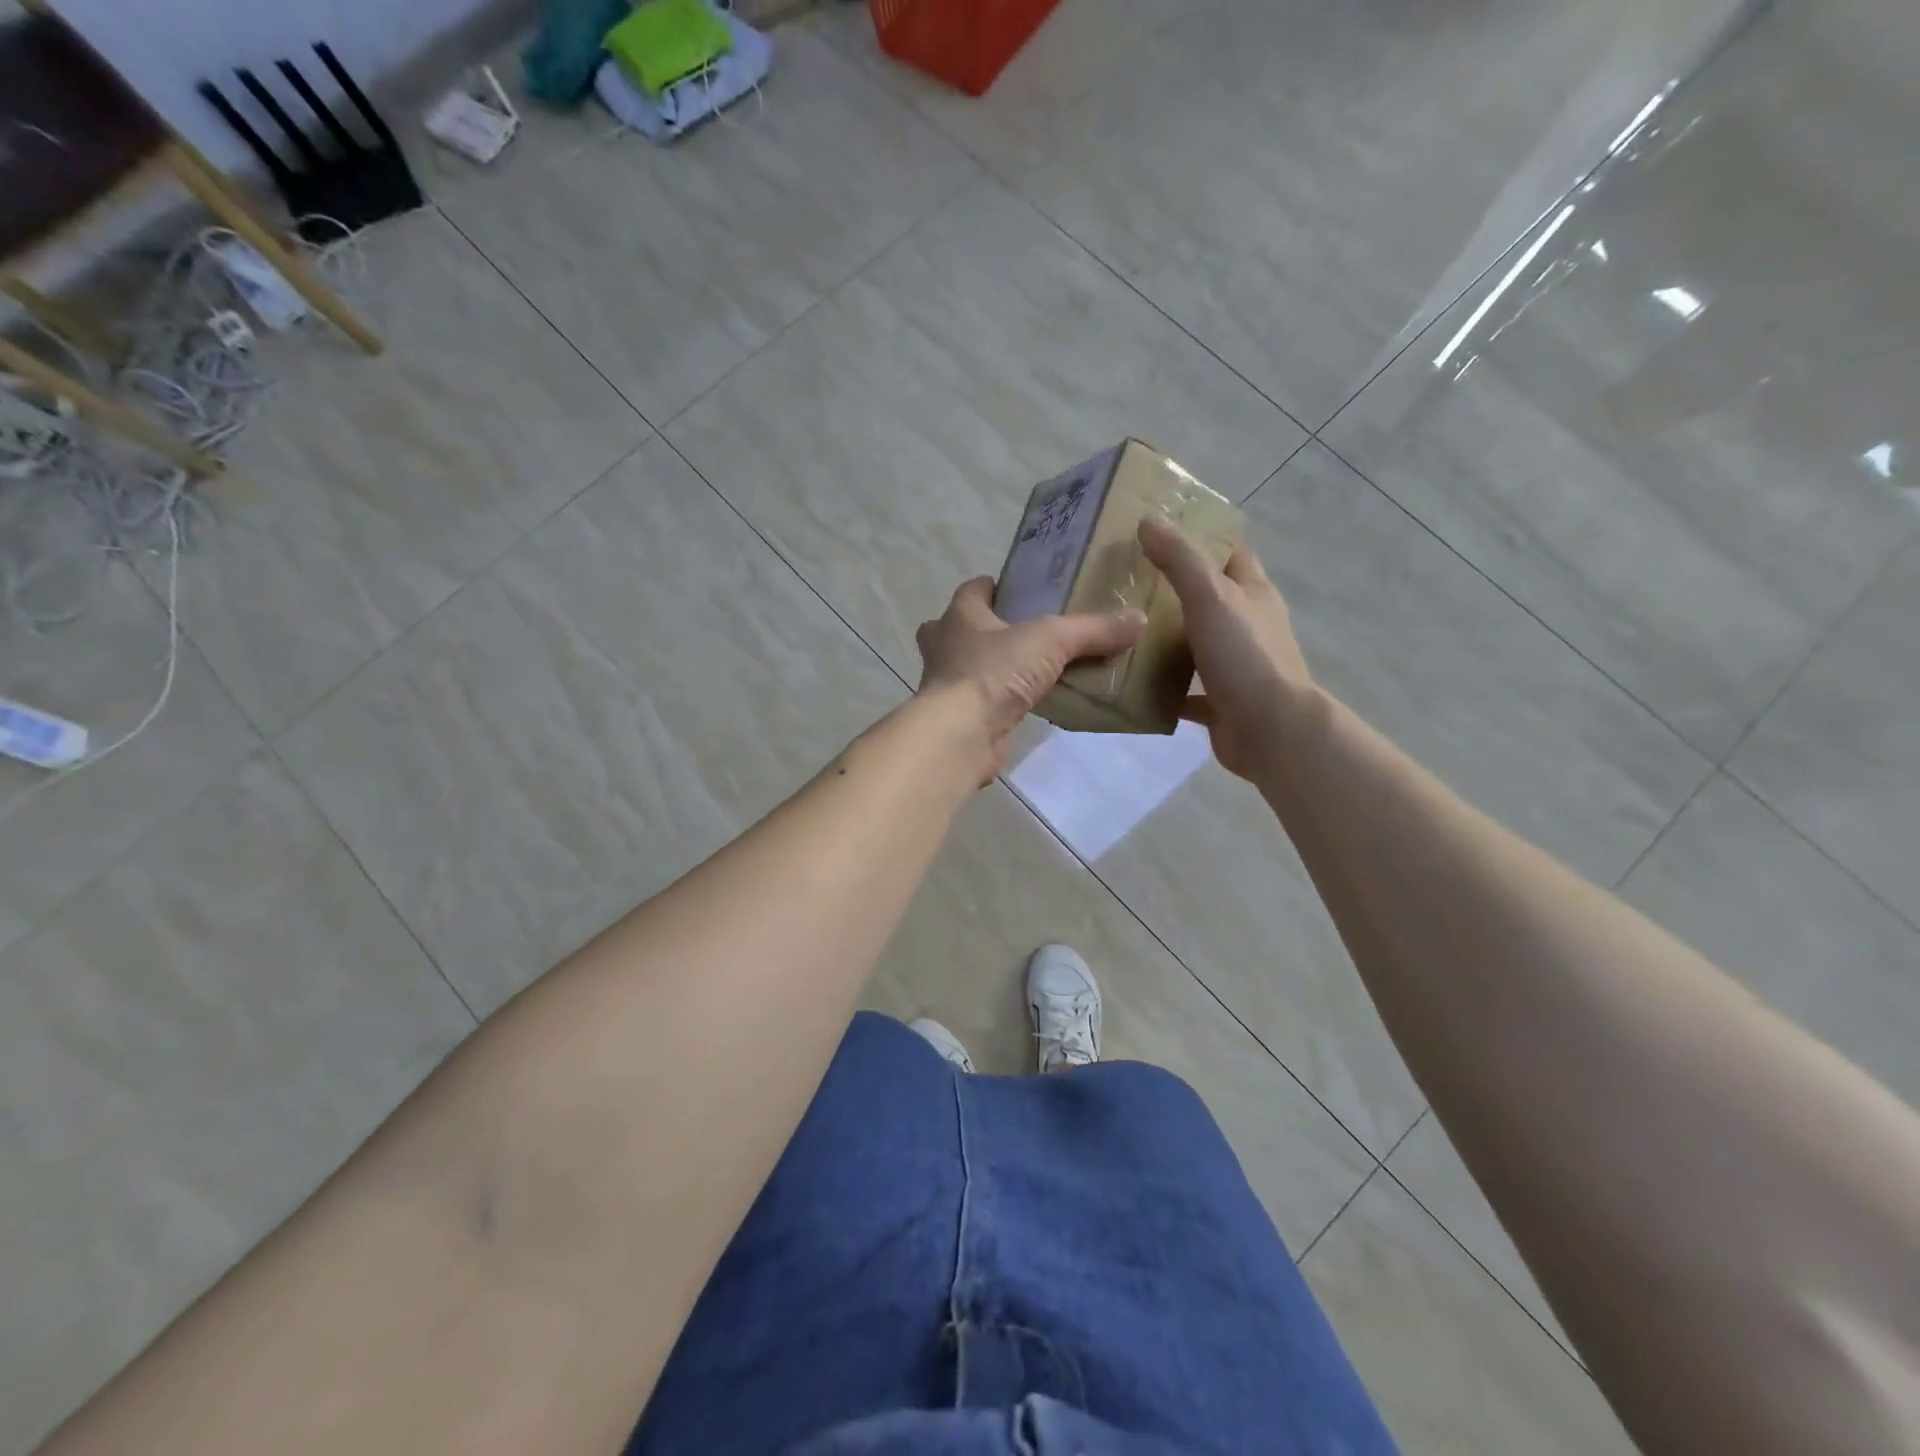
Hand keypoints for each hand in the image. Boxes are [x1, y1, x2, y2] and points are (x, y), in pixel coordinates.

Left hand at [915, 577, 1146, 774]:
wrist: (960, 735)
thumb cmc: (994, 672)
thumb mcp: (1052, 640)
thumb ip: (1093, 629)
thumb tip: (1138, 619)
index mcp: (959, 615)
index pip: (974, 589)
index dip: (997, 587)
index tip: (1026, 592)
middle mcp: (944, 645)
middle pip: (963, 627)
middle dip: (988, 628)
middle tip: (1027, 633)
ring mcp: (946, 684)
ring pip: (969, 666)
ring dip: (994, 666)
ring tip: (1033, 669)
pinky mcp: (958, 717)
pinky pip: (982, 700)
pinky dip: (1000, 700)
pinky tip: (1029, 704)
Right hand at [1138, 515, 1316, 781]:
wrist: (1271, 730)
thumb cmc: (1245, 656)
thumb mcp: (1210, 597)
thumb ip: (1180, 559)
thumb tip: (1148, 519)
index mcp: (1253, 593)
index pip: (1228, 553)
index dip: (1198, 539)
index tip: (1155, 533)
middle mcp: (1247, 625)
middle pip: (1207, 598)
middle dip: (1170, 589)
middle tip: (1122, 581)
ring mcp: (1235, 665)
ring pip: (1194, 643)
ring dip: (1164, 638)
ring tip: (1118, 627)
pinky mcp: (1220, 702)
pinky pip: (1185, 689)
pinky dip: (1162, 686)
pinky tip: (1129, 681)